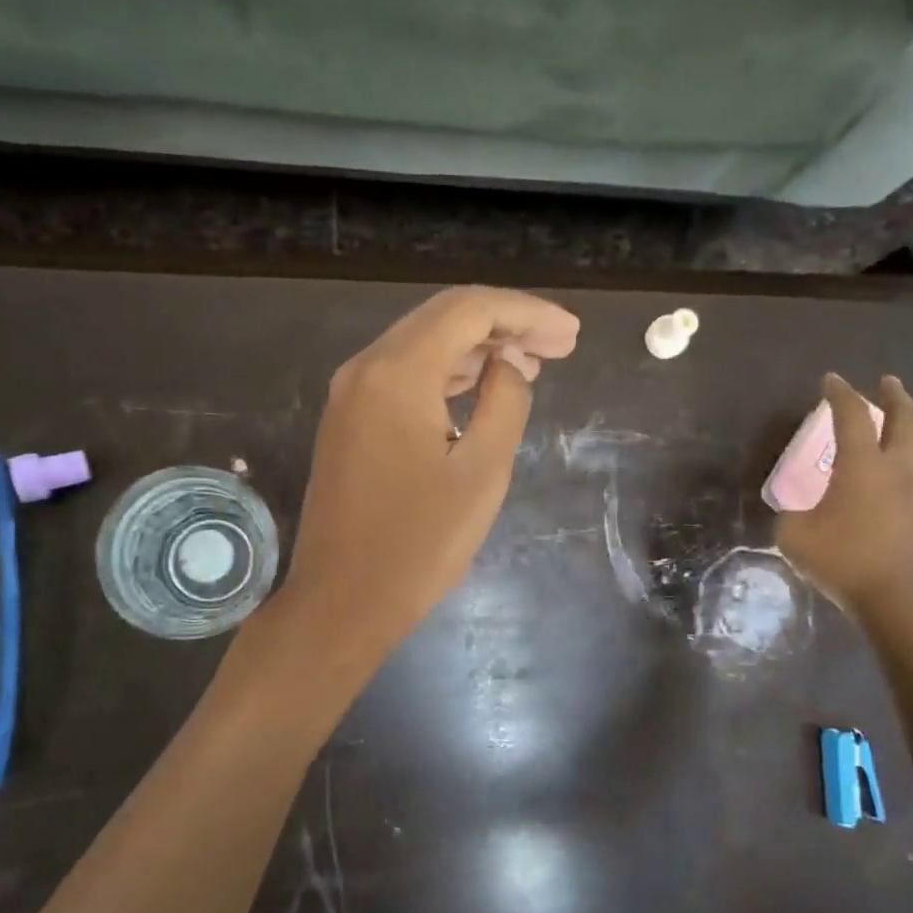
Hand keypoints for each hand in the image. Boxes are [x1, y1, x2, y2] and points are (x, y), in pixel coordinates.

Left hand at [273, 286, 580, 664]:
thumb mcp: (482, 473)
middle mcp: (365, 368)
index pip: (469, 310)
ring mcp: (351, 394)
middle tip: (560, 344)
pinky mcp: (349, 421)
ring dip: (478, 347)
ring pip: (423, 345)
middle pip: (443, 318)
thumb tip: (509, 365)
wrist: (341, 602)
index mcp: (397, 373)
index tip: (570, 335)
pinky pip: (404, 376)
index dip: (526, 313)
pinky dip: (447, 373)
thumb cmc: (418, 545)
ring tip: (532, 362)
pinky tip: (482, 385)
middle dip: (505, 324)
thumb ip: (505, 402)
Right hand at [774, 374, 912, 618]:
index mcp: (861, 467)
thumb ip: (791, 515)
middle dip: (897, 398)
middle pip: (907, 423)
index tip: (832, 380)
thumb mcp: (792, 535)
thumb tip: (795, 513)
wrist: (893, 601)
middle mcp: (899, 473)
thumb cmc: (839, 560)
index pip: (851, 417)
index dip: (840, 395)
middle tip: (889, 384)